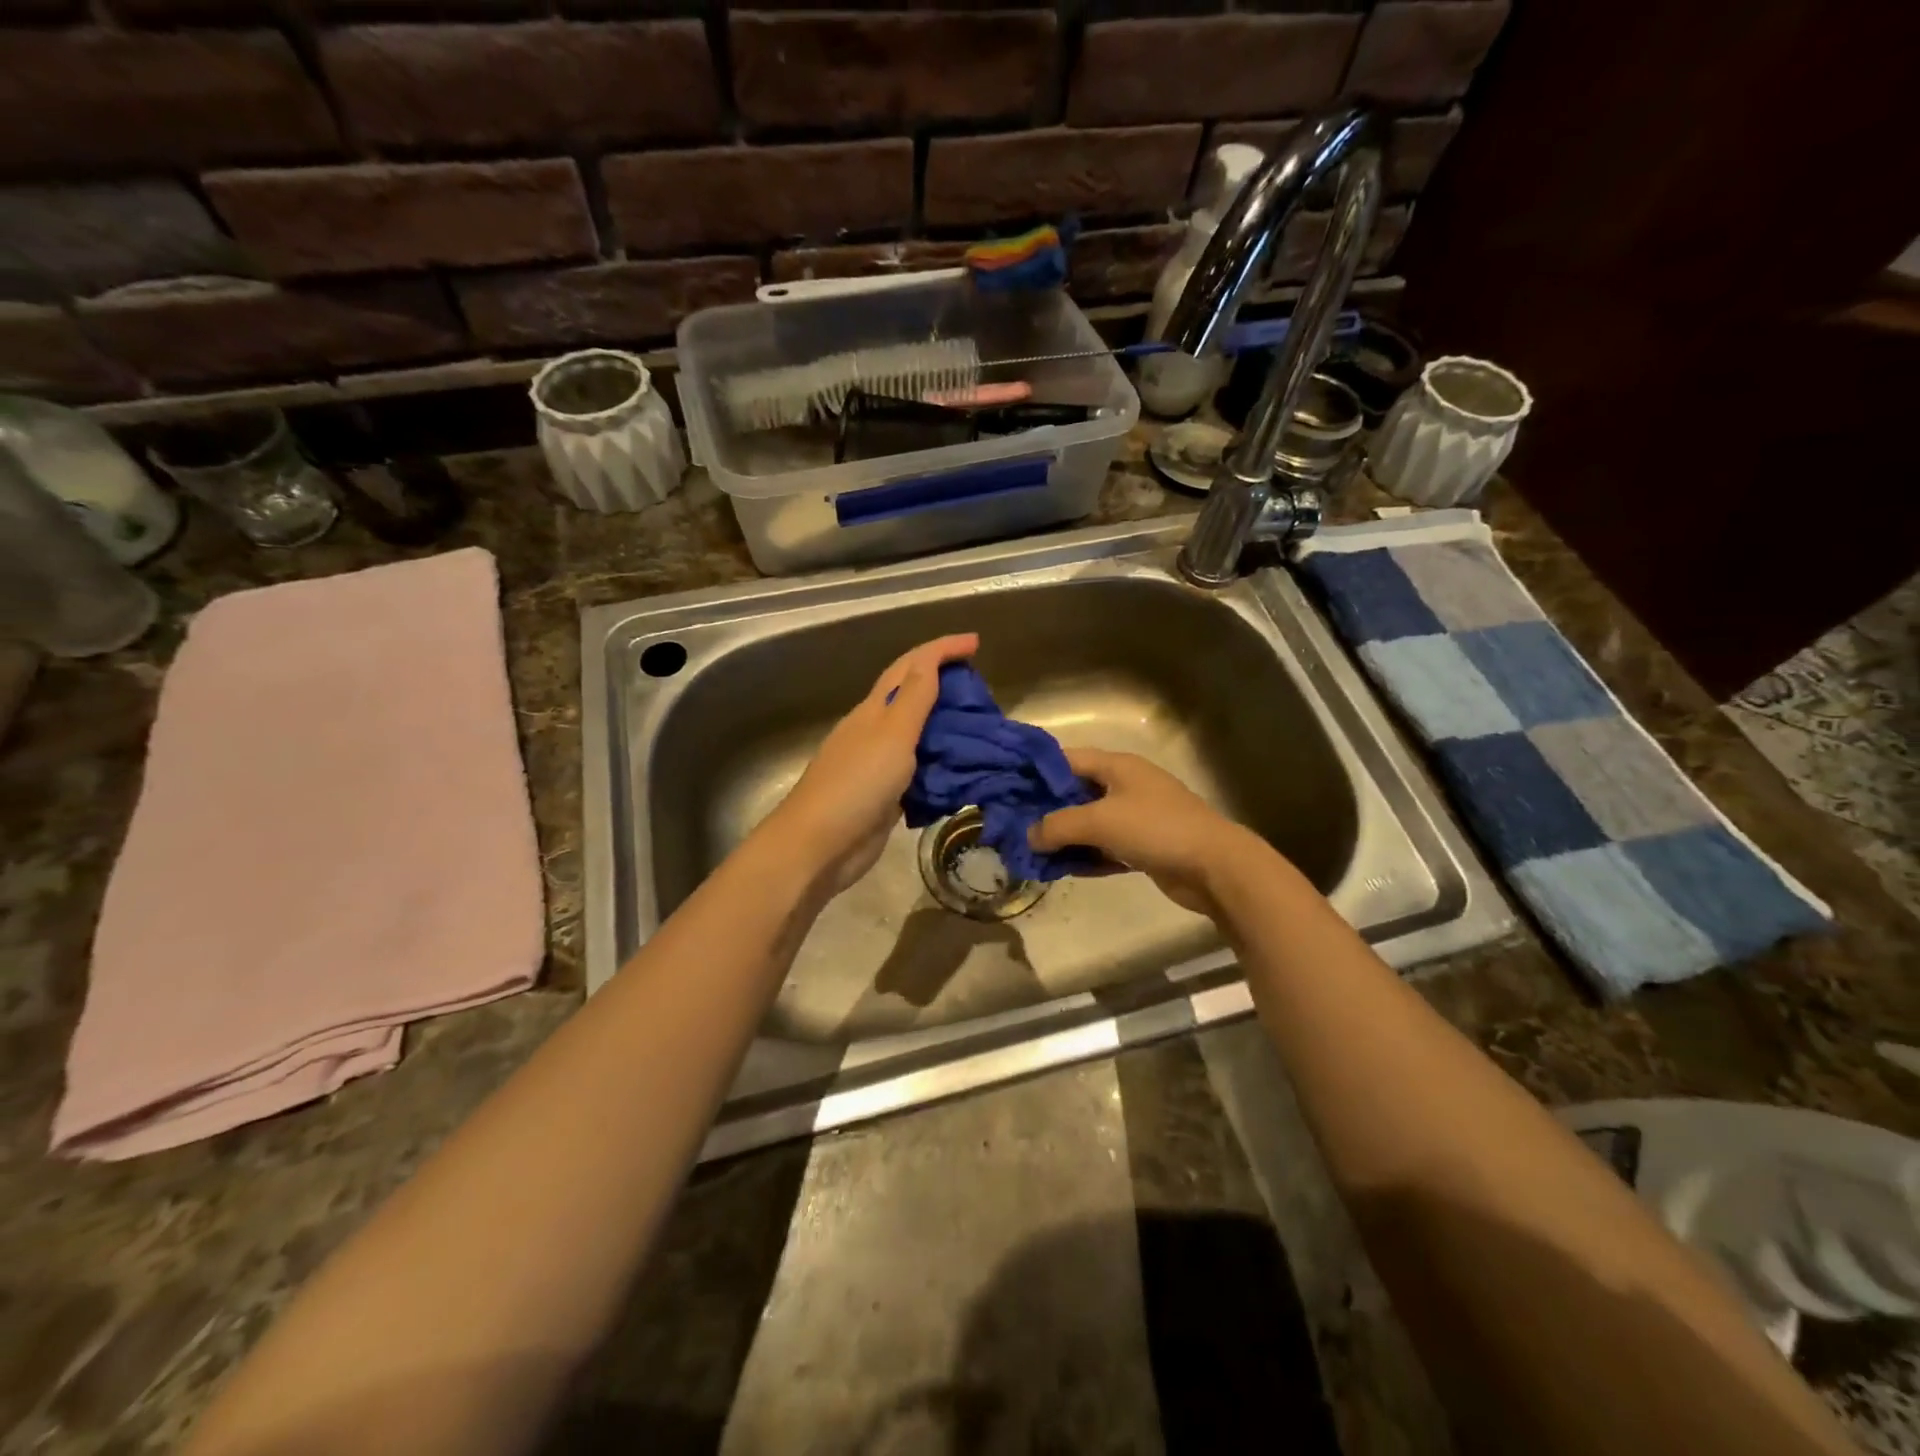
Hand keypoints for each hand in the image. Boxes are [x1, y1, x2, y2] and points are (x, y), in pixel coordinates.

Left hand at [759, 633, 978, 896]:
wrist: (820, 845)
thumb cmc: (856, 784)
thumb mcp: (891, 734)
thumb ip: (914, 698)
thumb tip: (931, 661)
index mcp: (875, 709)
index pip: (911, 666)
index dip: (942, 650)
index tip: (977, 643)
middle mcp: (875, 731)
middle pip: (913, 695)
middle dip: (945, 682)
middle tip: (982, 688)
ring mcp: (878, 765)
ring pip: (918, 734)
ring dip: (946, 725)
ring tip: (980, 727)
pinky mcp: (885, 797)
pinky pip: (919, 770)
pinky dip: (941, 763)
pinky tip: (961, 770)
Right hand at [1027, 748, 1255, 915]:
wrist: (1214, 866)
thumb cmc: (1155, 828)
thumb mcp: (1099, 821)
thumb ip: (1058, 826)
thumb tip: (1029, 836)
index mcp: (1117, 766)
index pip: (1067, 759)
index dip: (1037, 770)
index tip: (1007, 785)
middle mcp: (1125, 786)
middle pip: (1076, 793)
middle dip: (1046, 809)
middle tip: (1013, 824)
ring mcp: (1136, 817)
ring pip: (1089, 823)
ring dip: (1063, 837)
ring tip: (1030, 852)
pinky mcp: (1143, 846)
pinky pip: (1104, 848)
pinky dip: (1084, 856)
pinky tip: (1060, 869)